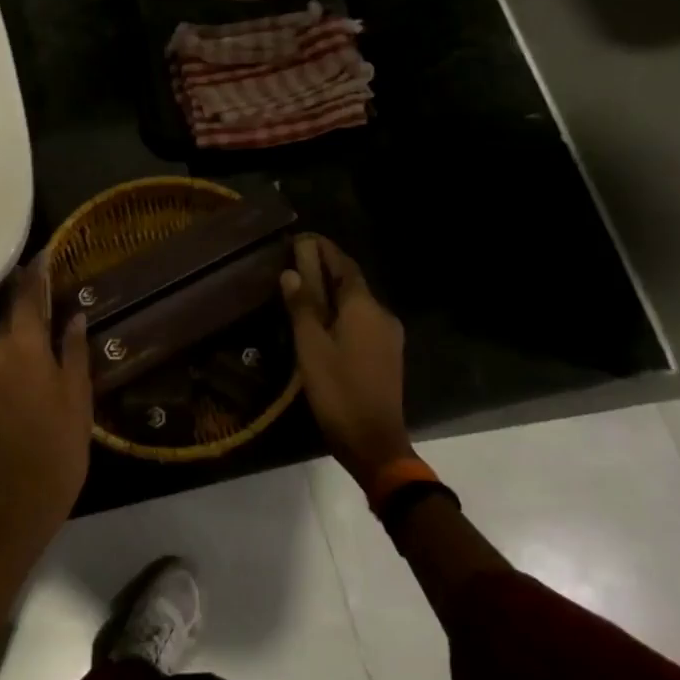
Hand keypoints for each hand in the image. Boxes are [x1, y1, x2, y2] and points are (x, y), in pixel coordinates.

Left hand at [0, 260, 92, 532]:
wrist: (23, 495)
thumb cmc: (61, 442)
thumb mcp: (78, 392)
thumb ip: (73, 348)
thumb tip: (74, 315)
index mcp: (21, 348)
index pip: (25, 298)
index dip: (36, 274)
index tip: (44, 253)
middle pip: (9, 314)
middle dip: (27, 297)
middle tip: (51, 283)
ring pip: (2, 336)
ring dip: (21, 324)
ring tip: (47, 316)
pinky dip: (14, 347)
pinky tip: (34, 351)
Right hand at [280, 236, 413, 486]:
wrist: (374, 442)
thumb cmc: (338, 391)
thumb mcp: (311, 347)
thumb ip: (302, 307)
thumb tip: (291, 274)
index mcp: (364, 308)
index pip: (344, 265)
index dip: (324, 249)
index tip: (302, 237)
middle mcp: (381, 315)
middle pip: (352, 282)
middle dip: (326, 268)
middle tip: (296, 260)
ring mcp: (388, 336)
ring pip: (357, 303)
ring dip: (332, 291)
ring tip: (303, 288)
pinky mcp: (386, 355)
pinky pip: (361, 321)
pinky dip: (341, 312)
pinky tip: (321, 320)